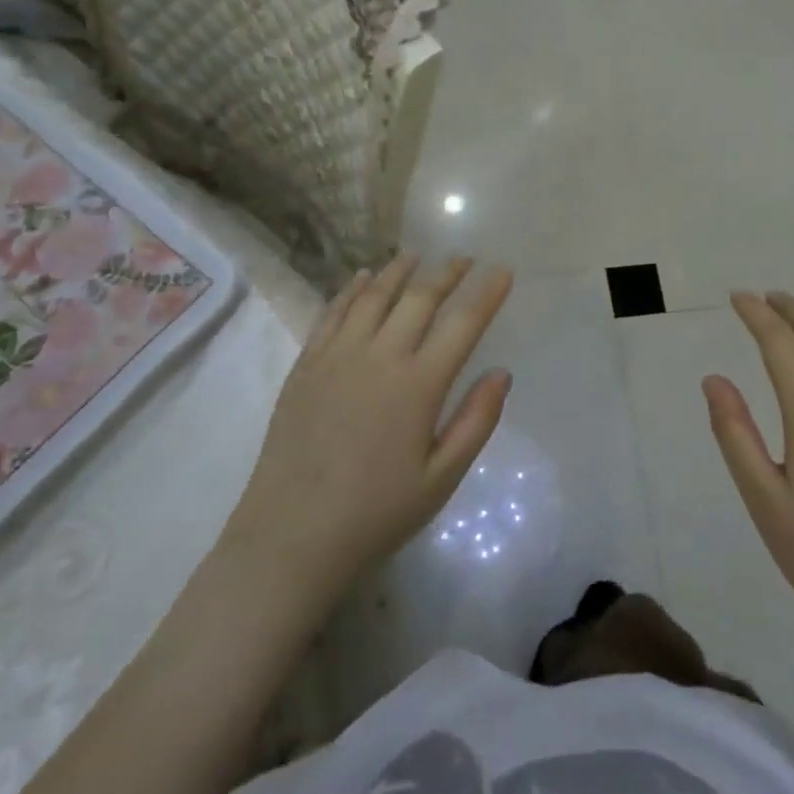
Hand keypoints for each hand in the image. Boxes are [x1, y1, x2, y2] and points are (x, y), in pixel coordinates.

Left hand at [222, 254, 513, 609]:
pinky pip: (332, 313)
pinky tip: (362, 278)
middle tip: (463, 258)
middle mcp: (379, 356)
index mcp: (418, 385)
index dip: (487, 293)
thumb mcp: (441, 480)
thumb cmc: (375, 514)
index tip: (503, 270)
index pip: (463, 324)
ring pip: (372, 296)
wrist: (290, 538)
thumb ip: (476, 422)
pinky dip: (351, 289)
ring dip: (398, 271)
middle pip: (419, 298)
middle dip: (446, 273)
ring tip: (415, 255)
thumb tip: (501, 373)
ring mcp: (337, 356)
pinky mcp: (306, 365)